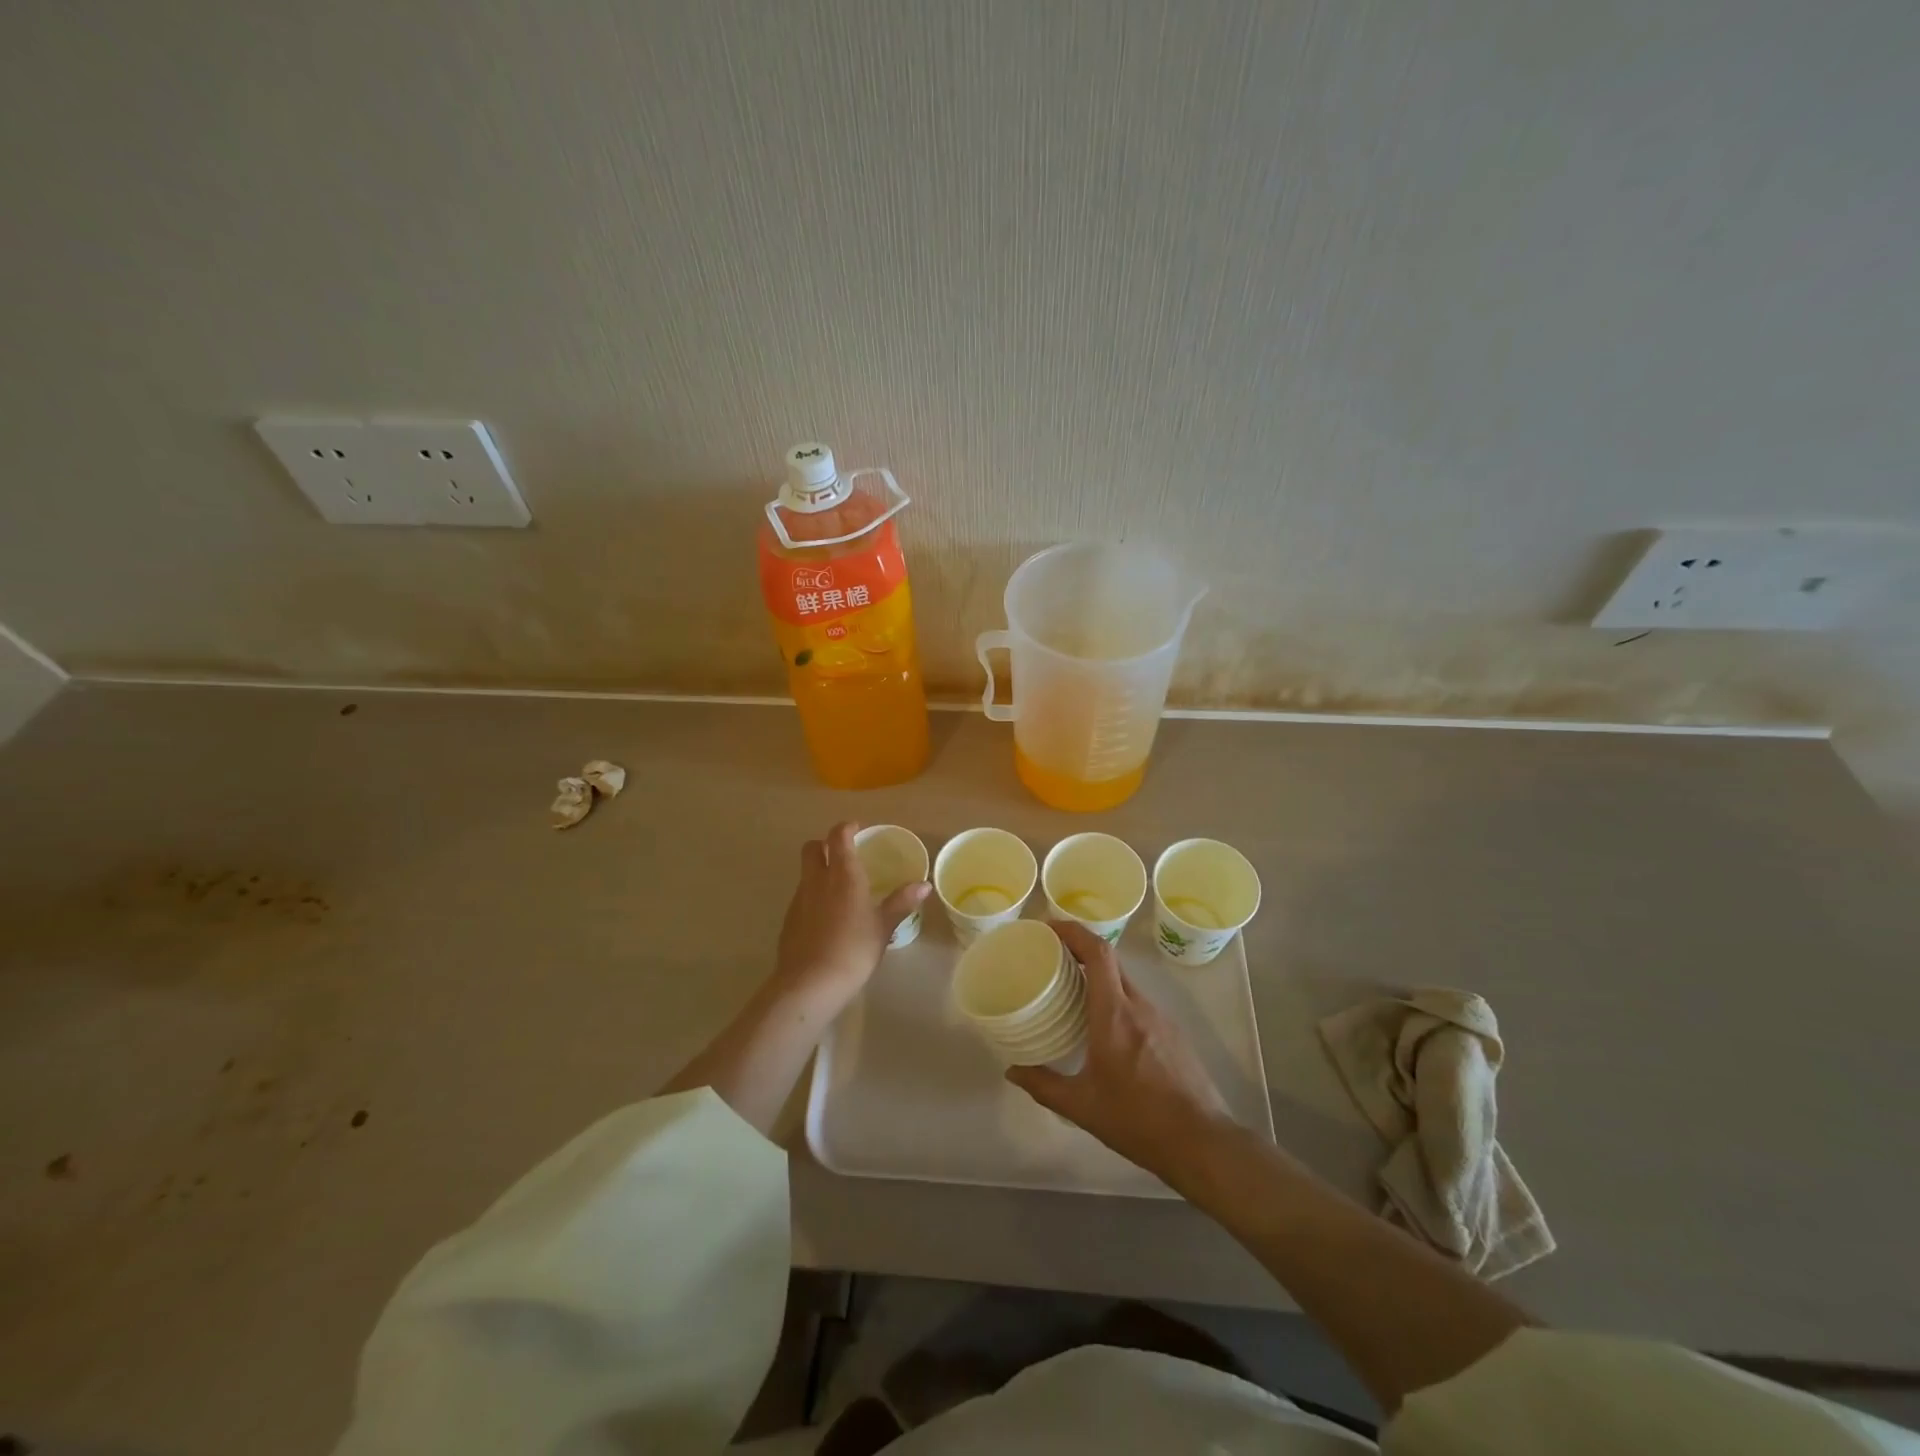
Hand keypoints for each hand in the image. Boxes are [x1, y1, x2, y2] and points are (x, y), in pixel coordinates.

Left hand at [773, 821, 929, 1007]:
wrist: (810, 983)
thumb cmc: (854, 949)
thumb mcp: (883, 926)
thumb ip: (901, 902)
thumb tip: (924, 885)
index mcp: (843, 874)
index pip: (838, 836)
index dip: (847, 827)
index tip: (858, 829)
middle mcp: (817, 879)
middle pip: (812, 847)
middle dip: (825, 844)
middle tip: (844, 854)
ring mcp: (799, 899)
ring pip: (805, 872)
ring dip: (819, 871)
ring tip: (839, 889)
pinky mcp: (789, 919)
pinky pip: (801, 896)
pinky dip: (813, 896)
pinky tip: (827, 917)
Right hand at [1007, 922, 1231, 1181]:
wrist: (1201, 1142)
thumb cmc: (1138, 1120)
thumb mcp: (1082, 1107)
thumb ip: (1044, 1086)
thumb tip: (1013, 1071)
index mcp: (1114, 1013)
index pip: (1097, 952)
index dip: (1073, 931)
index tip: (1048, 928)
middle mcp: (1139, 1005)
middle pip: (1110, 960)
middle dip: (1080, 949)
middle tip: (1052, 956)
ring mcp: (1160, 1017)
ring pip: (1124, 981)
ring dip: (1098, 975)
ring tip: (1072, 990)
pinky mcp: (1172, 1032)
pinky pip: (1138, 1001)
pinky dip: (1115, 998)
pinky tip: (1103, 1025)